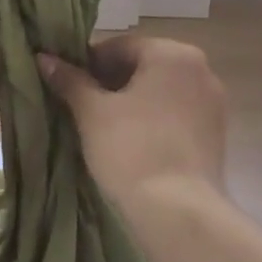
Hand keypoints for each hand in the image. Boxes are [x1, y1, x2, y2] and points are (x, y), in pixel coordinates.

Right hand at [37, 36, 228, 218]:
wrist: (179, 214)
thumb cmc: (132, 150)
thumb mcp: (92, 113)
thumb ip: (70, 80)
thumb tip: (44, 57)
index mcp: (172, 53)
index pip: (120, 47)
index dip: (88, 64)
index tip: (68, 85)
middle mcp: (200, 69)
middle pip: (143, 66)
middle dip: (111, 83)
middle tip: (82, 107)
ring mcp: (213, 103)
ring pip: (161, 92)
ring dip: (133, 102)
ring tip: (104, 127)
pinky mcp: (217, 134)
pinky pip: (177, 115)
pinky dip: (154, 121)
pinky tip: (133, 143)